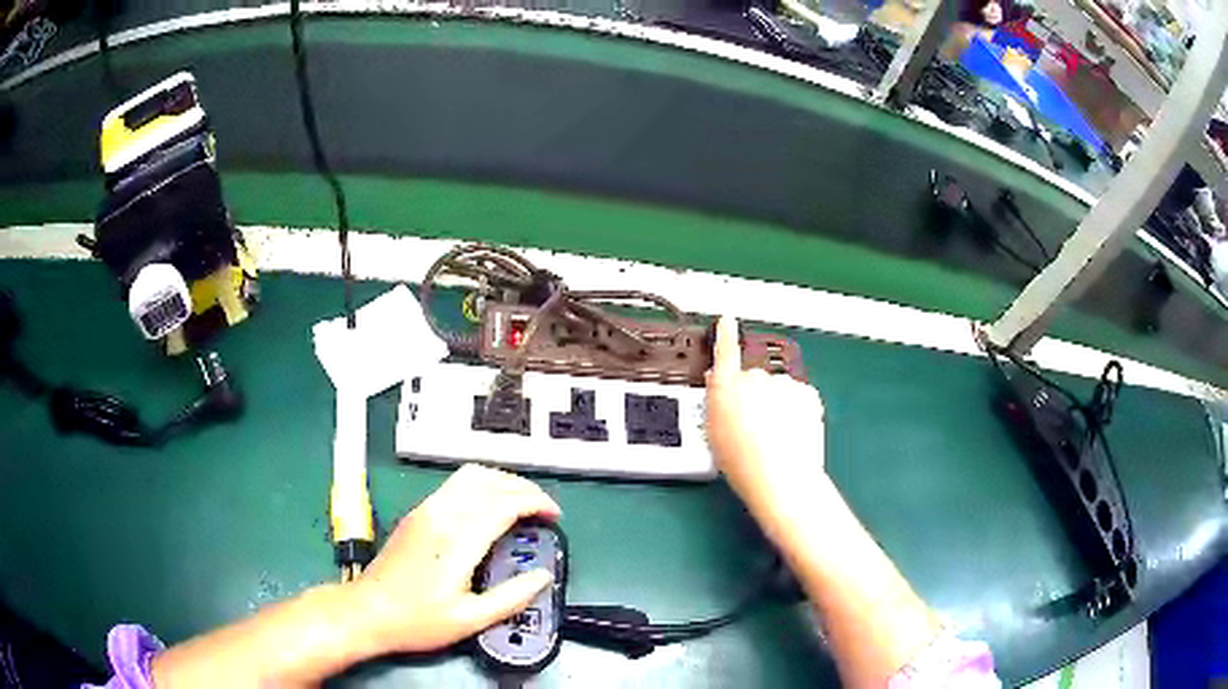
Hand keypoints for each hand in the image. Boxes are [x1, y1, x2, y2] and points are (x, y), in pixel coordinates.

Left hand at [353, 464, 560, 653]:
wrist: (367, 611)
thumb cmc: (417, 620)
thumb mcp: (469, 620)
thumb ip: (510, 598)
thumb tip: (542, 577)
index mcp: (457, 539)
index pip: (504, 503)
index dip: (536, 502)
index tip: (555, 516)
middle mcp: (440, 515)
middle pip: (488, 480)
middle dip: (523, 487)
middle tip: (543, 509)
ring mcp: (425, 510)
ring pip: (469, 476)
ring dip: (501, 481)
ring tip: (521, 502)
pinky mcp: (416, 514)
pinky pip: (454, 484)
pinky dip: (481, 485)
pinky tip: (488, 506)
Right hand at [705, 316, 826, 521]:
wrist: (780, 476)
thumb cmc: (742, 462)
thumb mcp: (713, 433)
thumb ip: (715, 401)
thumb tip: (718, 382)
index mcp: (727, 387)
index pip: (725, 351)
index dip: (725, 334)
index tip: (727, 320)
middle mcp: (756, 379)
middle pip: (754, 379)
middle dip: (754, 395)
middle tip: (753, 426)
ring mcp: (783, 384)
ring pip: (778, 390)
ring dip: (777, 404)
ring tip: (774, 437)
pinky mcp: (807, 394)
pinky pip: (799, 398)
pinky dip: (797, 410)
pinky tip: (791, 433)